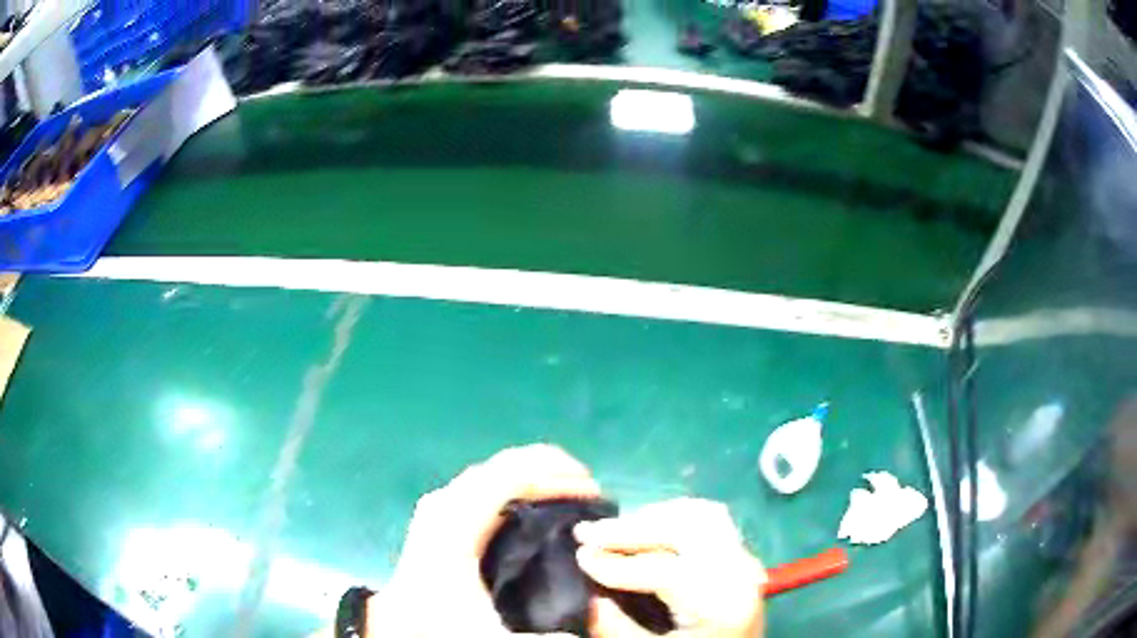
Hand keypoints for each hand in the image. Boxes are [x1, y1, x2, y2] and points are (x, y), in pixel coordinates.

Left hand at [368, 444, 600, 637]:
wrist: (400, 626)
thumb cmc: (441, 624)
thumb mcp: (490, 636)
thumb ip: (541, 637)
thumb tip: (587, 625)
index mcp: (455, 526)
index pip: (509, 479)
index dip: (555, 476)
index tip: (593, 490)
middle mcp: (445, 505)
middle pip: (502, 466)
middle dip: (550, 467)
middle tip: (589, 485)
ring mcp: (440, 507)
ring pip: (492, 472)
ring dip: (533, 472)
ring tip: (569, 488)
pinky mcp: (441, 516)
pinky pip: (484, 485)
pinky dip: (515, 483)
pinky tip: (535, 502)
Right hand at [574, 498, 766, 637]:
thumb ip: (615, 628)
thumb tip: (588, 592)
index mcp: (722, 605)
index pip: (667, 571)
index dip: (618, 564)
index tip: (580, 557)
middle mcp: (741, 573)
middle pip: (687, 529)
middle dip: (631, 528)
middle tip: (587, 533)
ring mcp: (746, 560)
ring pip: (701, 515)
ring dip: (653, 518)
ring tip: (613, 530)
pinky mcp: (741, 556)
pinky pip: (711, 520)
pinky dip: (674, 517)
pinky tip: (646, 529)